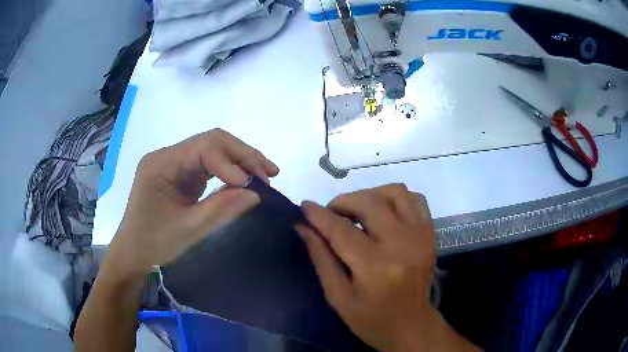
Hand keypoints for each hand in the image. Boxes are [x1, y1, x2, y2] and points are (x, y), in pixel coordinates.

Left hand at [106, 129, 278, 277]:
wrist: (133, 255)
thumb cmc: (153, 245)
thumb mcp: (188, 230)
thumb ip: (221, 208)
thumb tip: (256, 193)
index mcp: (161, 164)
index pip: (203, 148)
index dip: (231, 162)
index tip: (253, 186)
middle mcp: (167, 156)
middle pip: (211, 142)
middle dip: (242, 155)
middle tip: (269, 174)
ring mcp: (173, 163)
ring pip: (213, 150)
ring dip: (240, 160)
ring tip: (266, 174)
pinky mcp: (179, 174)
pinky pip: (208, 164)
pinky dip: (229, 170)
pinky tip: (247, 179)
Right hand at [296, 185, 477, 351]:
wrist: (412, 325)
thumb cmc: (371, 319)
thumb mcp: (338, 297)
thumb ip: (321, 259)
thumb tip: (303, 228)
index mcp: (375, 267)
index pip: (341, 230)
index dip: (319, 215)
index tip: (305, 206)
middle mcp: (402, 244)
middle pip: (369, 203)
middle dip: (343, 202)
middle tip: (331, 214)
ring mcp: (420, 235)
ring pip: (394, 192)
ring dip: (370, 195)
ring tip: (357, 211)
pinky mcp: (430, 233)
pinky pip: (415, 199)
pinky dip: (396, 198)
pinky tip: (384, 212)